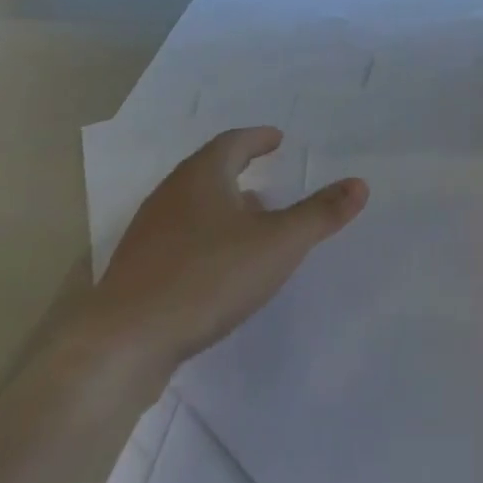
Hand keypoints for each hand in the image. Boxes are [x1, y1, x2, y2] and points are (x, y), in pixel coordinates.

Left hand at [78, 127, 368, 370]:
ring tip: (249, 221)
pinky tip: (218, 265)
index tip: (277, 139)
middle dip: (240, 169)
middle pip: (209, 170)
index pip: (234, 142)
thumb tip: (360, 183)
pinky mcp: (137, 270)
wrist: (121, 344)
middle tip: (267, 176)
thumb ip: (320, 214)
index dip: (258, 138)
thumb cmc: (206, 278)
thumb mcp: (277, 244)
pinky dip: (204, 236)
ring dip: (222, 205)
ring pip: (192, 204)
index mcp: (202, 176)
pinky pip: (179, 237)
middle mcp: (171, 195)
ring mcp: (149, 233)